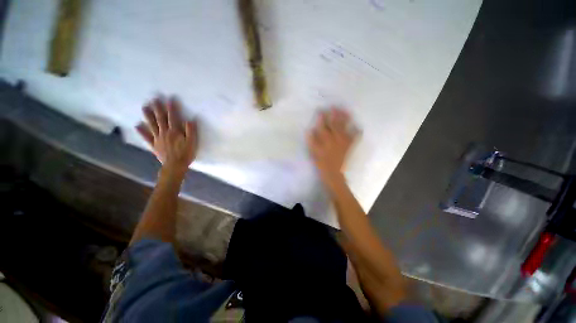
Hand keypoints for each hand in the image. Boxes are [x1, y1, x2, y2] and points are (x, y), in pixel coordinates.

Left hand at [136, 97, 197, 175]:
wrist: (175, 166)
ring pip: (152, 125)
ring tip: (144, 107)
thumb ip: (191, 131)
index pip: (173, 117)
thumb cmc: (186, 154)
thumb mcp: (192, 142)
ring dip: (148, 116)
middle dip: (158, 108)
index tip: (169, 99)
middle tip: (154, 99)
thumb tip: (190, 120)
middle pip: (160, 119)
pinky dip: (142, 131)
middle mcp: (164, 133)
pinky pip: (147, 137)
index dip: (171, 108)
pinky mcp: (154, 145)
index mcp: (175, 132)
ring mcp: (157, 139)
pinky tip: (137, 125)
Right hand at [307, 108, 358, 182]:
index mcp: (326, 140)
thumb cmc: (321, 164)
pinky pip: (355, 137)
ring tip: (346, 111)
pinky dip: (357, 131)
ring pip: (345, 127)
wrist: (333, 174)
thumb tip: (311, 129)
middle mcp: (336, 138)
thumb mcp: (313, 153)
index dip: (322, 117)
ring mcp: (344, 142)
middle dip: (335, 114)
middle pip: (335, 123)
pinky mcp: (350, 146)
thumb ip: (312, 141)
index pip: (323, 125)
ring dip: (345, 119)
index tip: (321, 110)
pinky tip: (357, 126)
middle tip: (335, 106)